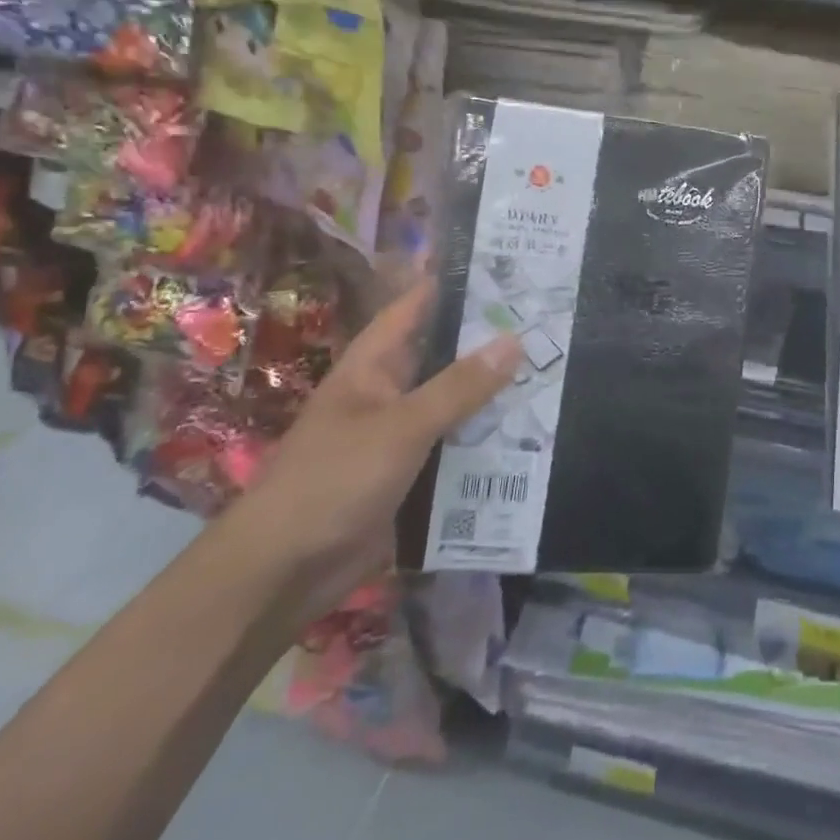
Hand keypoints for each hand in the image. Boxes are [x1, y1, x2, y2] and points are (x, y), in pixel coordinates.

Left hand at [223, 281, 519, 623]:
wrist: (283, 574)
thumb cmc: (333, 481)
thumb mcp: (401, 427)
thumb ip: (459, 386)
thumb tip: (515, 340)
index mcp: (373, 366)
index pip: (417, 307)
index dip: (456, 284)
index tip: (508, 266)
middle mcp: (390, 392)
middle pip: (446, 355)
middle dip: (492, 340)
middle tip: (551, 320)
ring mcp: (402, 434)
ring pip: (458, 402)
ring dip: (497, 392)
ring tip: (556, 368)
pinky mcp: (415, 473)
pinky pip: (459, 445)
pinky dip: (490, 437)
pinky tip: (533, 430)